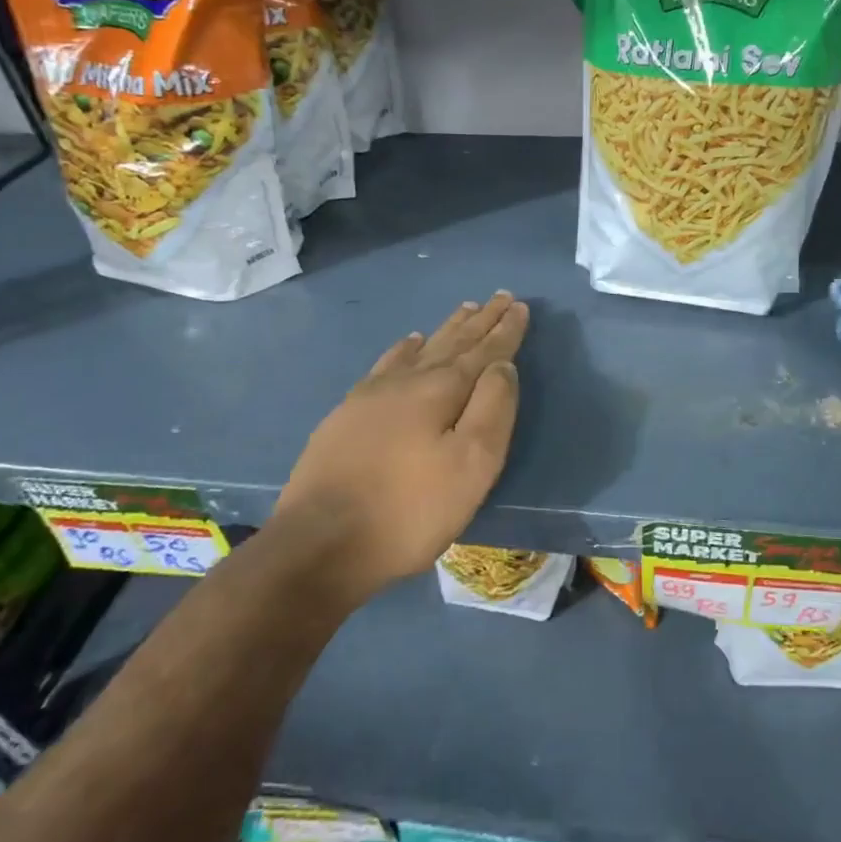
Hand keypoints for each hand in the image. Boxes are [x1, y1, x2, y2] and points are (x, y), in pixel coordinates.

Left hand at [272, 292, 529, 592]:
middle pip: (452, 342)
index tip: (520, 305)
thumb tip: (503, 367)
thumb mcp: (471, 466)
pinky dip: (404, 349)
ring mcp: (372, 395)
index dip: (505, 330)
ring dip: (447, 329)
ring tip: (465, 309)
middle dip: (480, 321)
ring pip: (420, 349)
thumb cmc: (409, 511)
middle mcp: (407, 381)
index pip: (483, 351)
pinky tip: (409, 342)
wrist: (320, 544)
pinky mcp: (348, 413)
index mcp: (440, 391)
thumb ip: (493, 410)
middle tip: (499, 297)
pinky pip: (386, 365)